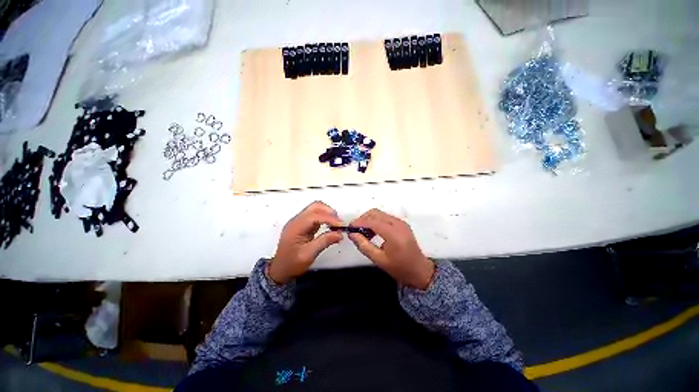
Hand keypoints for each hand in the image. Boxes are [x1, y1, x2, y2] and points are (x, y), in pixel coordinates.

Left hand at [268, 201, 343, 283]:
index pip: (314, 216)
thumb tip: (339, 234)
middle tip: (339, 224)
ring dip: (328, 213)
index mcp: (296, 227)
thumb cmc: (291, 264)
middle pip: (315, 206)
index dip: (329, 218)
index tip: (341, 225)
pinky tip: (330, 226)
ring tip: (336, 225)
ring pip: (316, 208)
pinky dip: (325, 217)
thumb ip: (324, 242)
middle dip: (329, 212)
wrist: (280, 269)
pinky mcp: (303, 224)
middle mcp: (296, 220)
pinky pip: (315, 215)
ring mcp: (299, 221)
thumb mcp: (308, 255)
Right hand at [348, 209, 434, 289]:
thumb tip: (352, 234)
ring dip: (369, 219)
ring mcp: (400, 222)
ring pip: (379, 213)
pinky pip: (385, 217)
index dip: (359, 222)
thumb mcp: (379, 260)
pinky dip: (376, 221)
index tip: (349, 228)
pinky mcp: (401, 223)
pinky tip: (372, 232)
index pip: (372, 221)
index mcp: (394, 234)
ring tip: (363, 232)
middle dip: (363, 219)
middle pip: (375, 213)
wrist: (419, 270)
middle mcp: (398, 224)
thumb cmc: (399, 268)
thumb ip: (364, 246)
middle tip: (355, 230)